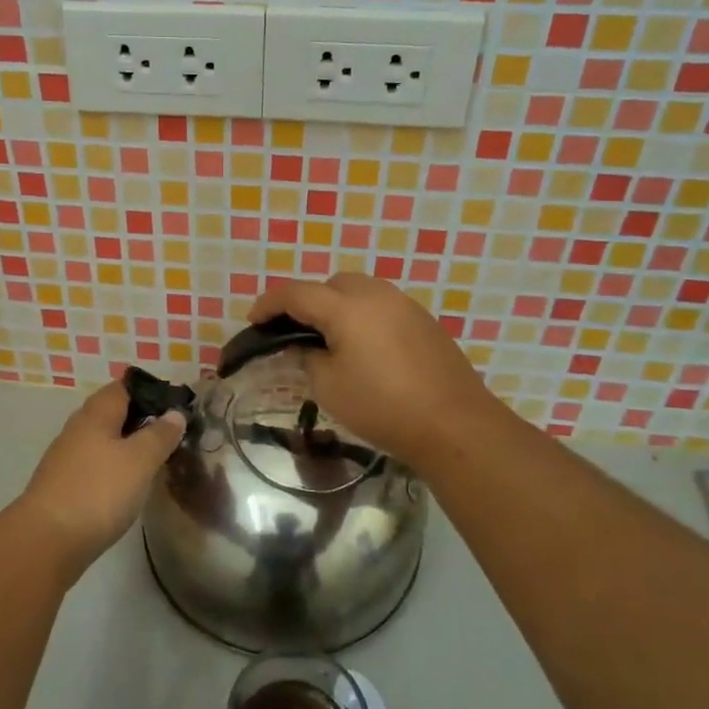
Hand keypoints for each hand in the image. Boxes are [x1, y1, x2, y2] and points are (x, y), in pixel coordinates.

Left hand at [16, 382, 184, 571]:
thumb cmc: (98, 491)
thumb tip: (175, 413)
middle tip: (171, 434)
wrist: (46, 541)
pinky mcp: (63, 486)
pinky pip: (95, 465)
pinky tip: (128, 486)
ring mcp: (67, 458)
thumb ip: (160, 435)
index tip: (175, 406)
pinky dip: (113, 469)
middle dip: (140, 419)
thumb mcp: (140, 460)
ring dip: (127, 446)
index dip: (149, 391)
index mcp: (96, 413)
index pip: (123, 387)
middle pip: (112, 413)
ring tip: (155, 460)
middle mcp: (78, 429)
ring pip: (103, 441)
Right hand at [249, 272, 495, 469]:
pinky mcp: (425, 322)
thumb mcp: (329, 387)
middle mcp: (376, 295)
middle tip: (295, 331)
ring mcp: (405, 305)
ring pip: (360, 291)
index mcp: (346, 307)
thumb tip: (306, 348)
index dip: (269, 304)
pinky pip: (382, 307)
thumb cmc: (382, 407)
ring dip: (338, 306)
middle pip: (331, 284)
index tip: (253, 320)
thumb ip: (308, 358)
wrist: (454, 424)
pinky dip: (363, 317)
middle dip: (307, 301)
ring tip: (329, 339)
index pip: (296, 293)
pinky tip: (364, 349)